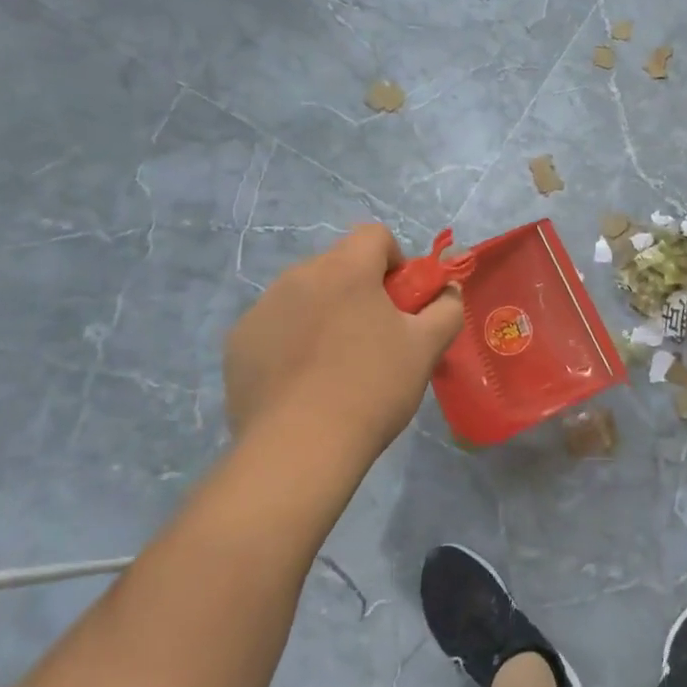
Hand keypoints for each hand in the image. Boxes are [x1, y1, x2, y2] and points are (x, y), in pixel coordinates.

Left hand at [224, 225, 462, 463]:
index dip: (395, 261)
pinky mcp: (238, 342)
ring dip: (323, 312)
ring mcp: (262, 308)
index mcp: (346, 268)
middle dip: (359, 289)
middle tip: (373, 336)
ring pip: (304, 294)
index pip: (374, 235)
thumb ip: (447, 308)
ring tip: (334, 365)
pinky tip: (300, 382)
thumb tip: (448, 291)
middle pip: (338, 264)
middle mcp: (299, 275)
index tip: (401, 302)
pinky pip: (275, 325)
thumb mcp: (426, 348)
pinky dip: (291, 340)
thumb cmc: (371, 388)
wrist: (298, 451)